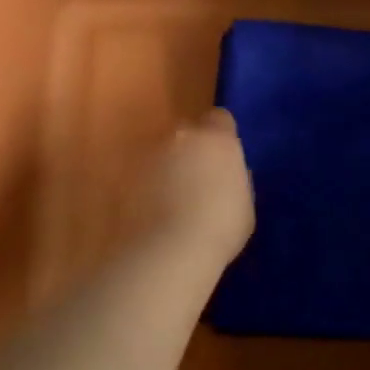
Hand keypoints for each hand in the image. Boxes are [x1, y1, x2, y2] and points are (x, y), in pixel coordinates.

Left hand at [131, 110, 254, 267]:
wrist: (169, 251)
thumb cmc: (220, 228)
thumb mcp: (245, 204)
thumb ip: (237, 179)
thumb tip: (229, 173)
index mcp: (216, 138)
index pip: (220, 119)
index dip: (221, 136)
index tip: (223, 158)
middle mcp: (181, 135)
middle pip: (187, 132)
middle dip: (191, 149)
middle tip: (197, 179)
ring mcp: (148, 152)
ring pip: (160, 151)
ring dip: (165, 166)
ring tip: (171, 199)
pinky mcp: (124, 174)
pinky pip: (141, 173)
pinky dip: (145, 185)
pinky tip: (151, 211)